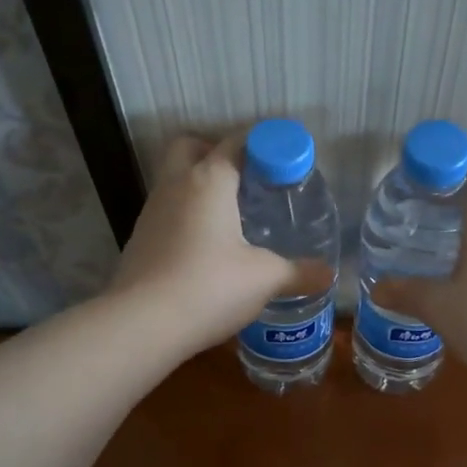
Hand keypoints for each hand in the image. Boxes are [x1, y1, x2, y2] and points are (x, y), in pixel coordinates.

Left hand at [106, 133, 312, 355]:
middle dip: (215, 151)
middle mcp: (176, 186)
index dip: (263, 144)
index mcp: (209, 181)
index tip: (284, 160)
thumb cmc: (210, 287)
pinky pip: (166, 212)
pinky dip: (185, 217)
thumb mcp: (264, 279)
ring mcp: (151, 212)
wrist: (142, 324)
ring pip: (173, 180)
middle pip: (190, 146)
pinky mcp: (139, 240)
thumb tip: (328, 273)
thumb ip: (298, 272)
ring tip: (230, 216)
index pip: (236, 142)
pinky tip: (205, 247)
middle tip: (245, 178)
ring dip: (198, 186)